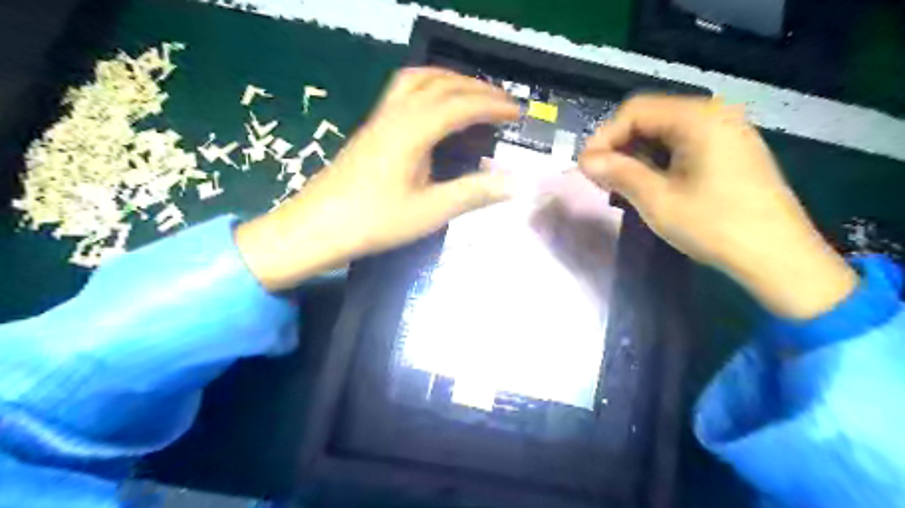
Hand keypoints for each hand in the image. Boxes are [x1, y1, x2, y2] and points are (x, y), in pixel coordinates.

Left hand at [237, 68, 519, 288]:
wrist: (316, 228)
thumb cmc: (374, 222)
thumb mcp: (429, 211)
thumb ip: (473, 193)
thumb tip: (514, 183)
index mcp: (412, 131)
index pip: (461, 106)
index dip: (492, 107)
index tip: (518, 114)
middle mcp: (396, 114)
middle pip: (441, 84)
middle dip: (477, 88)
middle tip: (504, 103)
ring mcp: (379, 119)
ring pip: (419, 80)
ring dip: (451, 80)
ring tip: (473, 94)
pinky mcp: (371, 129)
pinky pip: (403, 91)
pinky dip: (429, 87)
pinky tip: (434, 108)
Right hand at [579, 93, 856, 316]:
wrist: (778, 257)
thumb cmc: (714, 226)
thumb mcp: (658, 200)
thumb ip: (619, 173)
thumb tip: (585, 159)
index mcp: (698, 118)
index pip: (635, 111)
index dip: (604, 136)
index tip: (586, 167)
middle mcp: (714, 114)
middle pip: (651, 117)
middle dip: (619, 145)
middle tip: (600, 177)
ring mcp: (726, 132)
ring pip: (665, 132)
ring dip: (636, 154)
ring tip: (619, 184)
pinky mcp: (731, 151)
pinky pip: (683, 145)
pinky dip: (658, 160)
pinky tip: (648, 183)